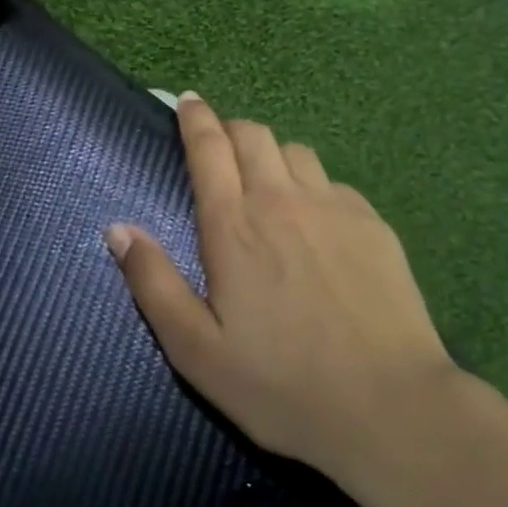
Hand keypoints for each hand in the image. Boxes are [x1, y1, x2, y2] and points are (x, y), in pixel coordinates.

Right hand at [105, 94, 458, 482]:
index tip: (188, 100)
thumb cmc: (281, 384)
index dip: (195, 117)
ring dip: (272, 155)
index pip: (209, 147)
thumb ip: (153, 282)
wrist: (389, 406)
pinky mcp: (373, 225)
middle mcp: (283, 201)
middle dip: (230, 128)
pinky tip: (315, 221)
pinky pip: (334, 183)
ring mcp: (334, 208)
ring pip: (297, 152)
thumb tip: (118, 228)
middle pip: (254, 134)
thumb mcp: (195, 349)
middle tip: (219, 146)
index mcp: (234, 225)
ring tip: (266, 182)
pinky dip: (313, 185)